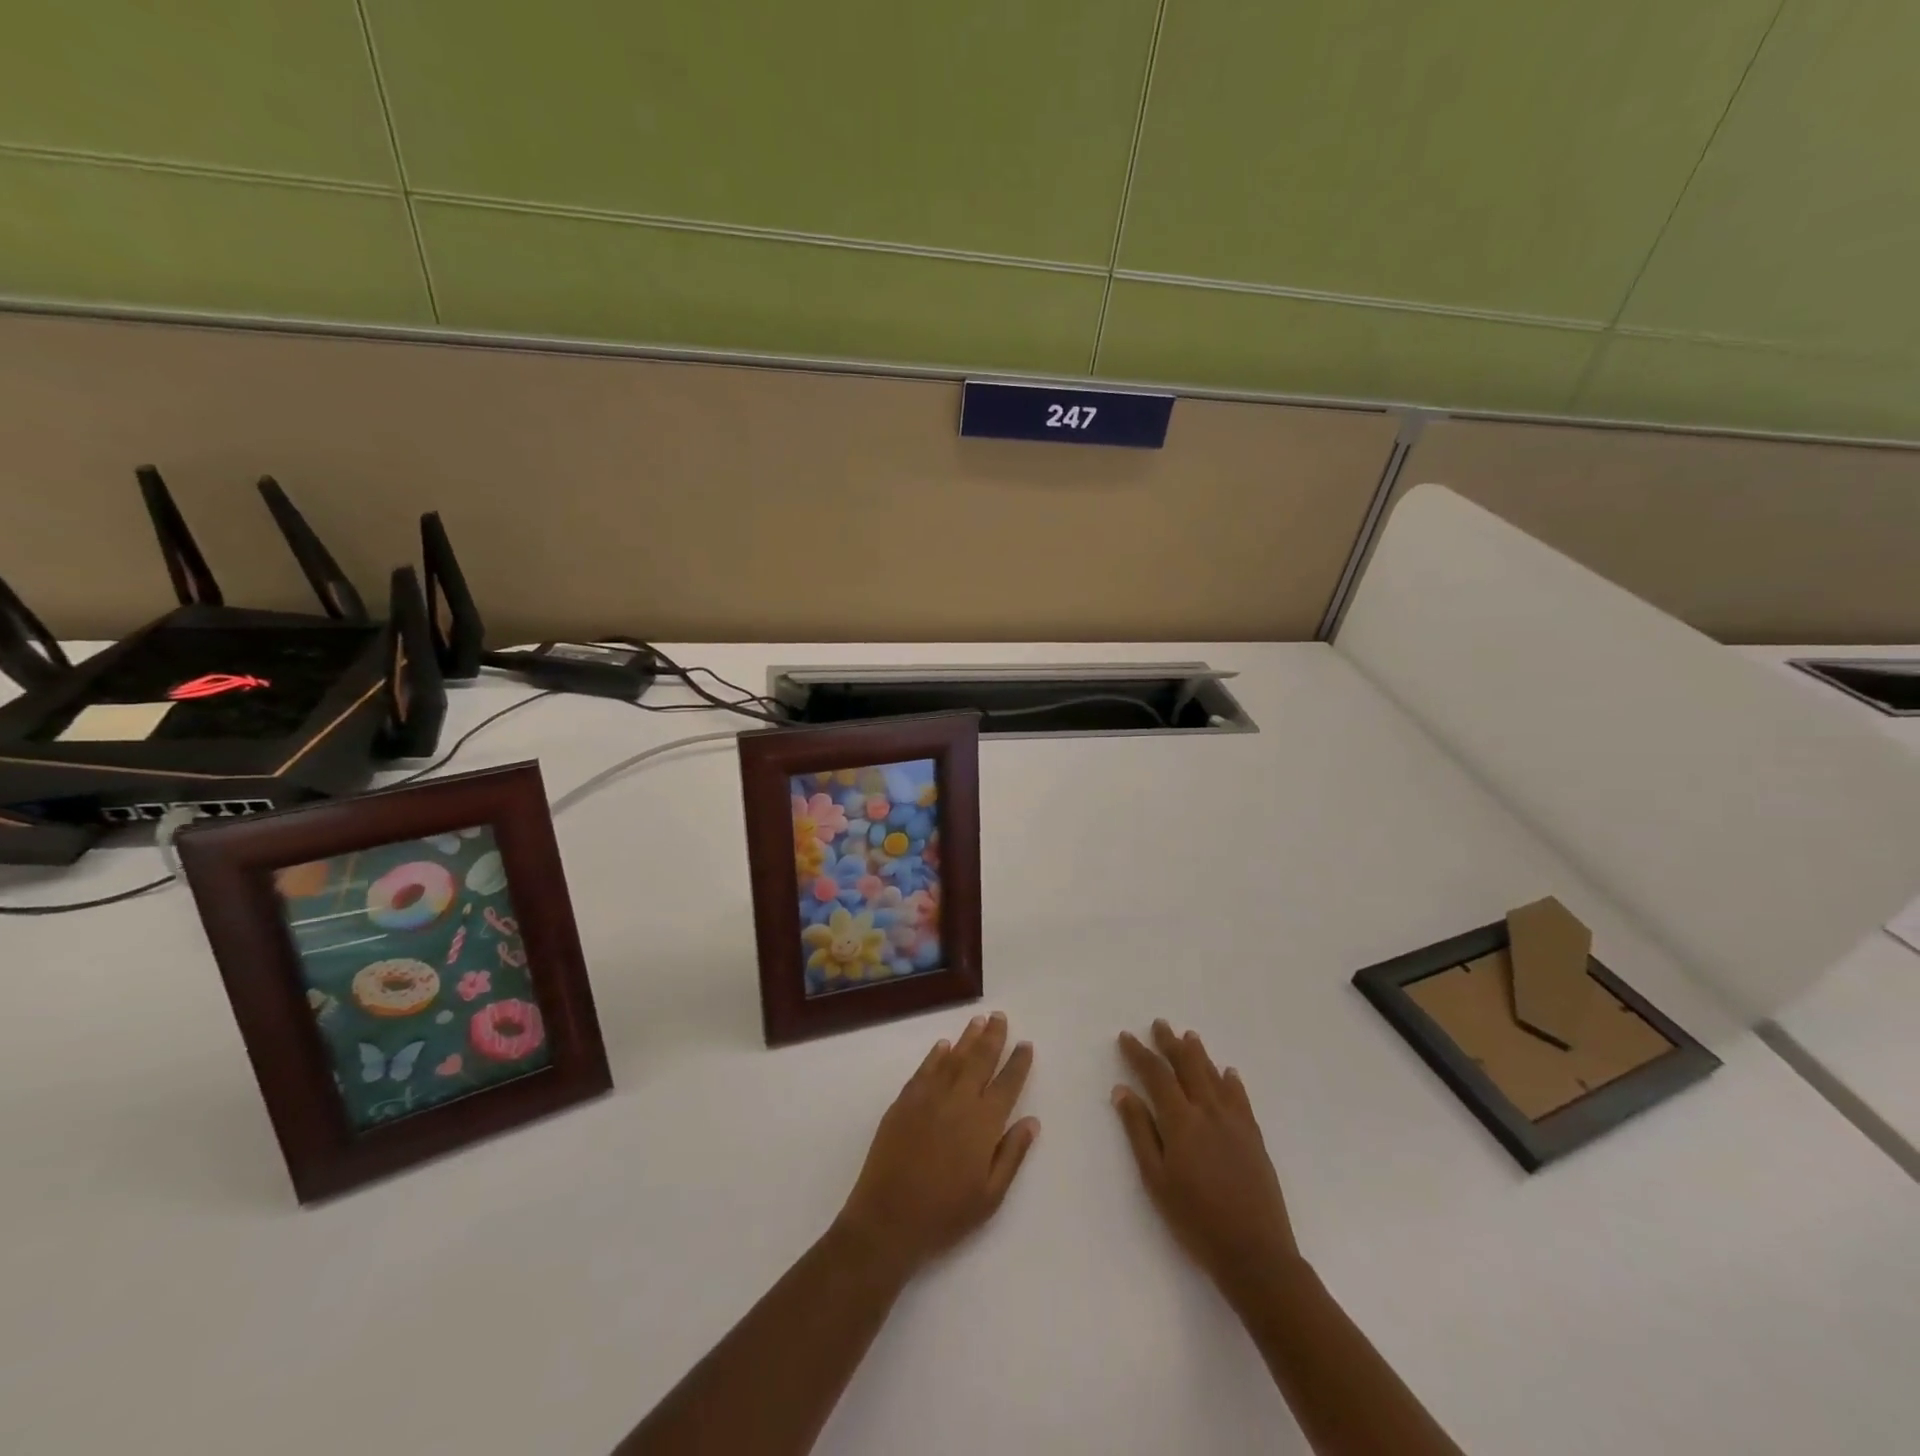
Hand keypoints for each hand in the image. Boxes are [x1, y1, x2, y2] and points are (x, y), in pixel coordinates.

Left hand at [836, 1011, 1038, 1277]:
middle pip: (980, 1060)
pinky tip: (944, 1046)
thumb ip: (1012, 1154)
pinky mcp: (904, 1101)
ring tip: (978, 1021)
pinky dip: (936, 1055)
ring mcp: (928, 1097)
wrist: (888, 1219)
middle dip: (993, 1037)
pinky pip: (924, 1069)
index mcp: (983, 1123)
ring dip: (968, 1038)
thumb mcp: (990, 1196)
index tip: (1026, 1044)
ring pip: (953, 1058)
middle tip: (1000, 1017)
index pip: (1007, 1084)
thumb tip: (1031, 1121)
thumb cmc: (945, 1214)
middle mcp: (958, 1101)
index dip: (1018, 1063)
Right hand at [1112, 1020, 1299, 1292]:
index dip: (1140, 1054)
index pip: (1156, 1075)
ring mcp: (1235, 1122)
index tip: (1126, 1037)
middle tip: (1159, 1024)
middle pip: (1187, 1066)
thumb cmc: (1195, 1220)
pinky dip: (1231, 1081)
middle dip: (1170, 1043)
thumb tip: (1122, 1091)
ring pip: (1214, 1076)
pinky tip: (1228, 1073)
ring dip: (1199, 1054)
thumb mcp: (1156, 1179)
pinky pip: (1241, 1098)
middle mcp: (1208, 1111)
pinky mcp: (1254, 1137)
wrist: (1255, 1253)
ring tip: (1189, 1036)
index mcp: (1181, 1121)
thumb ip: (1139, 1131)